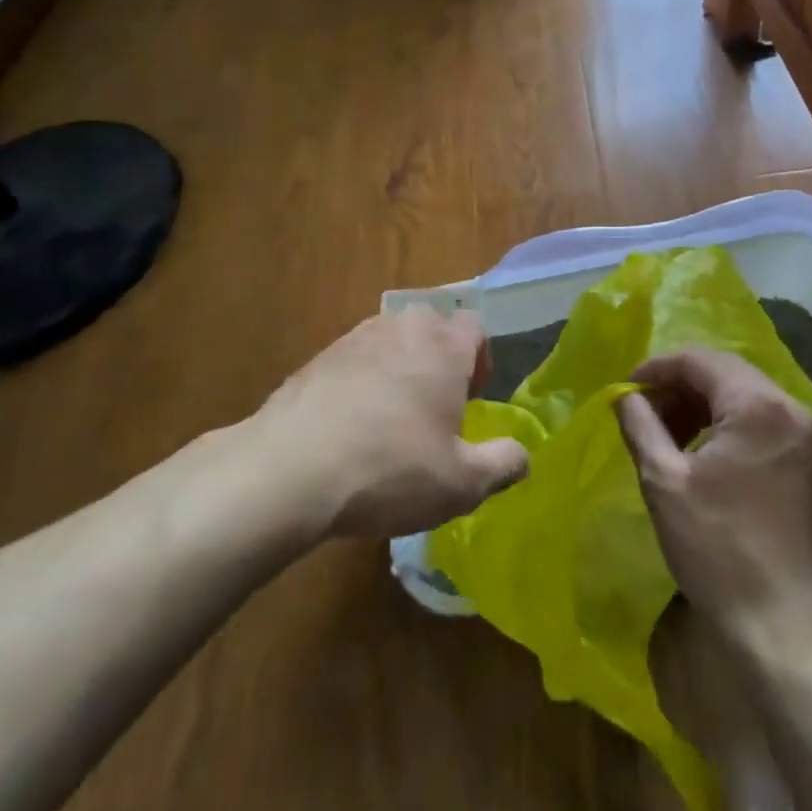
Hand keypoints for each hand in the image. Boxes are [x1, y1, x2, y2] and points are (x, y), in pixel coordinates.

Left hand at [250, 308, 528, 539]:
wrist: (290, 470)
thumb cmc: (390, 470)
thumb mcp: (461, 484)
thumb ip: (503, 464)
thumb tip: (521, 456)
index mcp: (443, 347)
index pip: (475, 326)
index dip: (480, 359)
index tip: (472, 398)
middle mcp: (401, 329)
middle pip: (431, 326)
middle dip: (440, 358)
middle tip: (436, 406)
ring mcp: (354, 338)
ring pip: (391, 340)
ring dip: (399, 367)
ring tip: (392, 417)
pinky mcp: (317, 358)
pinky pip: (354, 359)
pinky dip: (361, 381)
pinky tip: (351, 425)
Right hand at [614, 348, 811, 641]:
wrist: (775, 620)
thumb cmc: (714, 546)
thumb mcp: (663, 479)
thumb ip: (639, 423)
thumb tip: (623, 395)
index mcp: (758, 405)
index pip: (697, 360)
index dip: (654, 369)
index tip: (624, 392)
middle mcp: (788, 407)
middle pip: (722, 369)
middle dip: (676, 383)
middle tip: (640, 409)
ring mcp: (801, 432)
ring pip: (738, 391)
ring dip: (697, 401)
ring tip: (661, 429)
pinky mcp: (803, 456)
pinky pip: (755, 415)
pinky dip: (720, 420)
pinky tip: (694, 445)